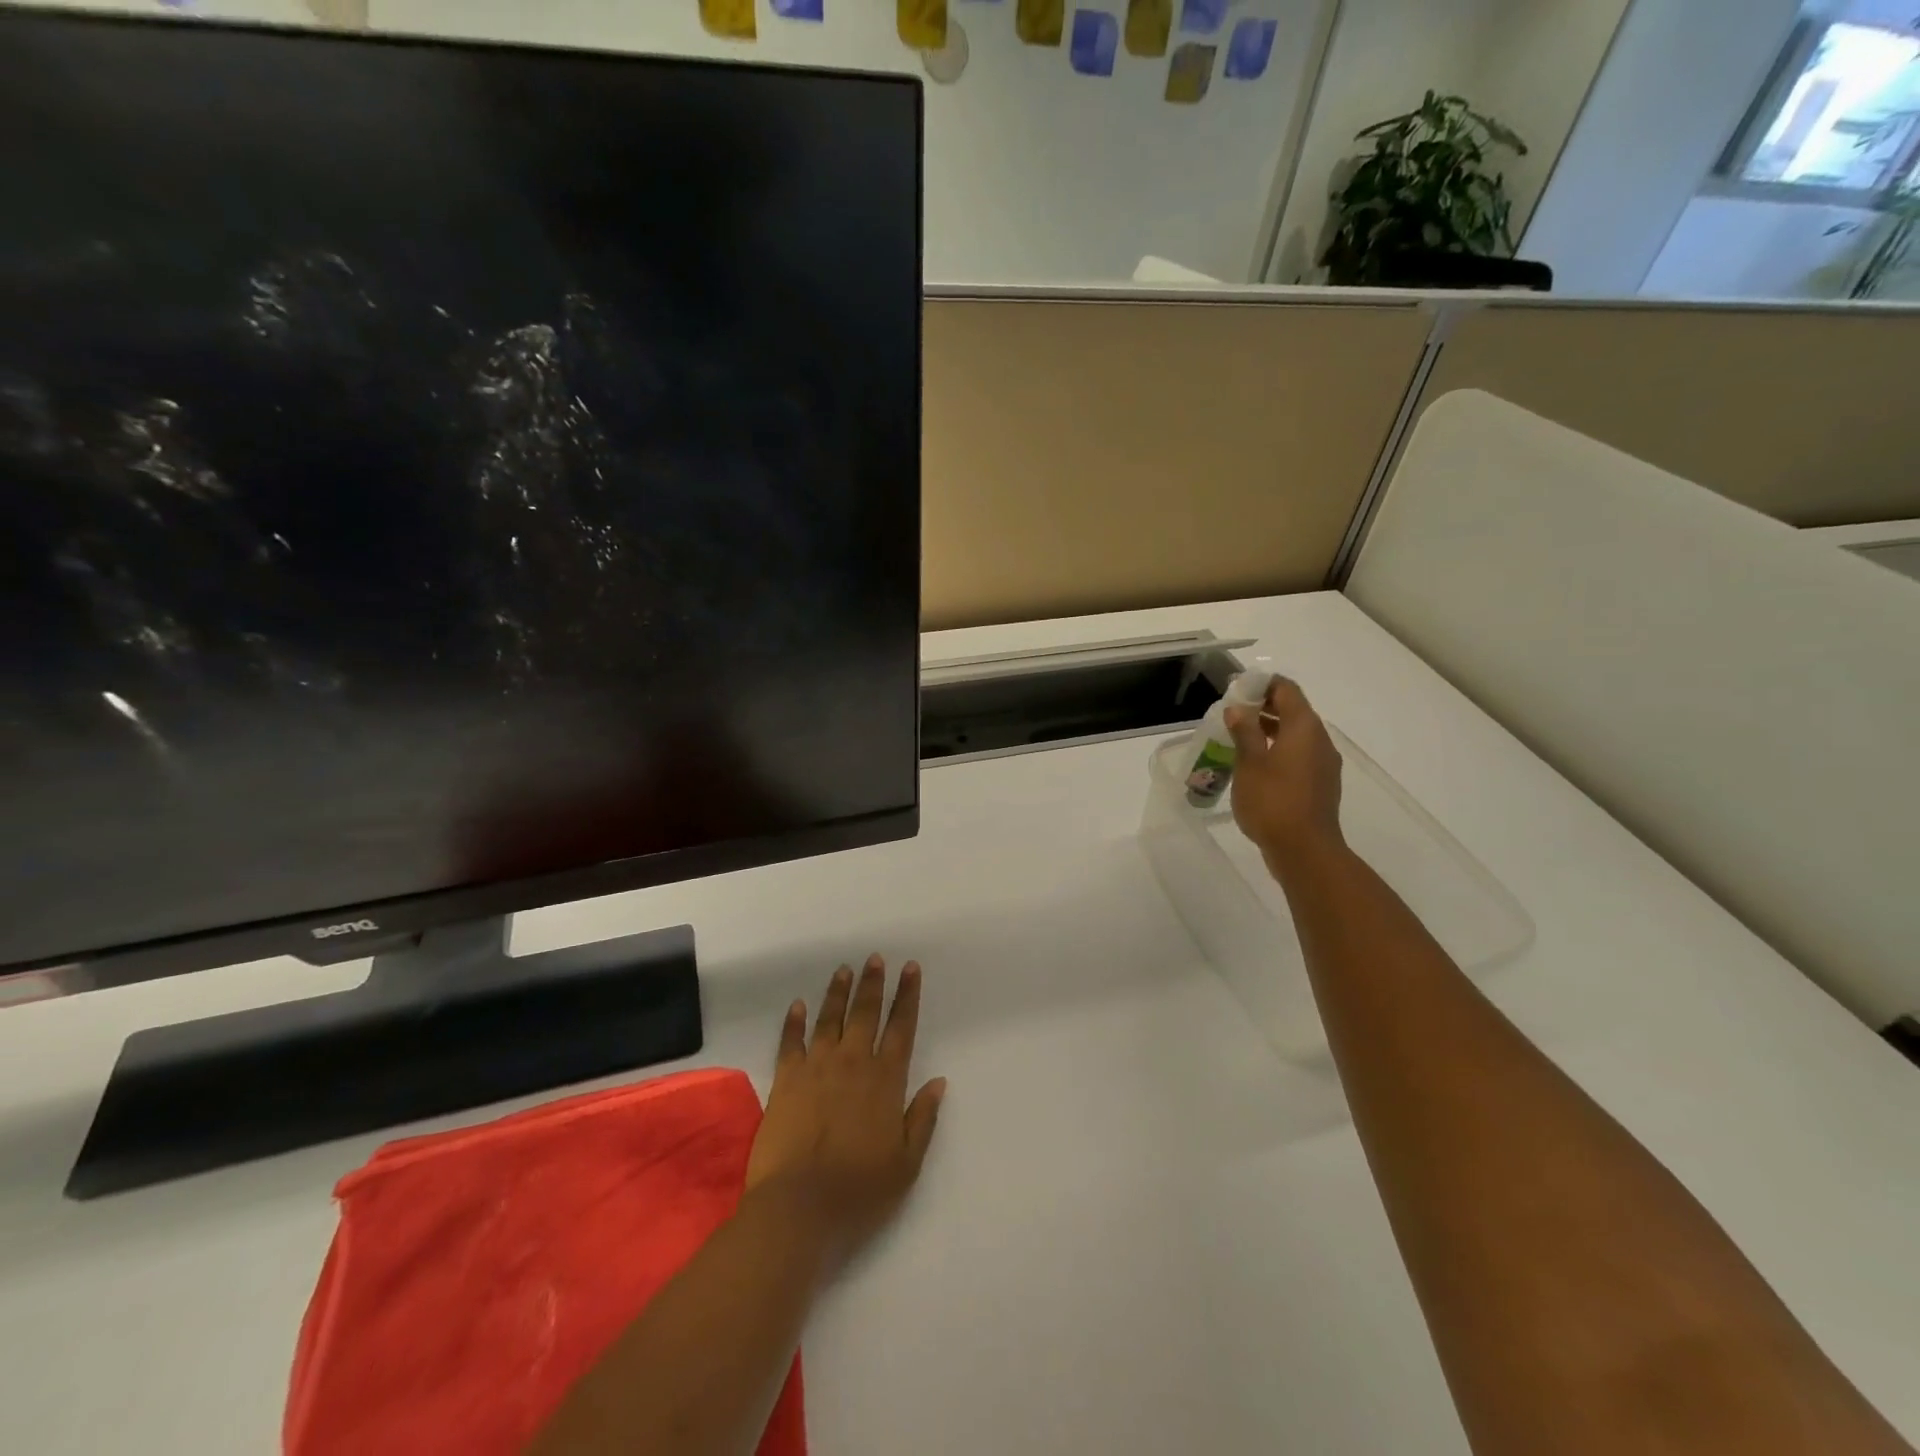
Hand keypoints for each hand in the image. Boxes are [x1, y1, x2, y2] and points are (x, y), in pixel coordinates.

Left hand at [744, 956, 944, 1275]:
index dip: (907, 996)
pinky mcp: (785, 1080)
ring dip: (838, 993)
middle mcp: (852, 1063)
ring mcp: (816, 1068)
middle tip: (875, 959)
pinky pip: (791, 1042)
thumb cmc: (858, 1190)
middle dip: (873, 984)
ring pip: (830, 1019)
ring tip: (844, 970)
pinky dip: (794, 1022)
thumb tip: (939, 1081)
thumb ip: (923, 1119)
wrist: (798, 1207)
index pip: (901, 1027)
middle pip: (865, 1014)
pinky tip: (798, 1006)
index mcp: (885, 1080)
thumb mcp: (906, 1163)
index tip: (910, 969)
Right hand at [1224, 677, 1346, 876]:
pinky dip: (1278, 751)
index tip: (1237, 688)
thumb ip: (1245, 732)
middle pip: (1293, 711)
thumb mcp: (1250, 763)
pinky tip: (1255, 765)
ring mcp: (1323, 764)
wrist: (1305, 850)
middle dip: (1263, 707)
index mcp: (1304, 728)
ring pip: (1296, 735)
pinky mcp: (1320, 784)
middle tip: (1232, 713)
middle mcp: (1319, 740)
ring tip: (1238, 738)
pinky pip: (1298, 756)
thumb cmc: (1273, 801)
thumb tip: (1239, 709)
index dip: (1263, 684)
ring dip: (1269, 730)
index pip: (1287, 690)